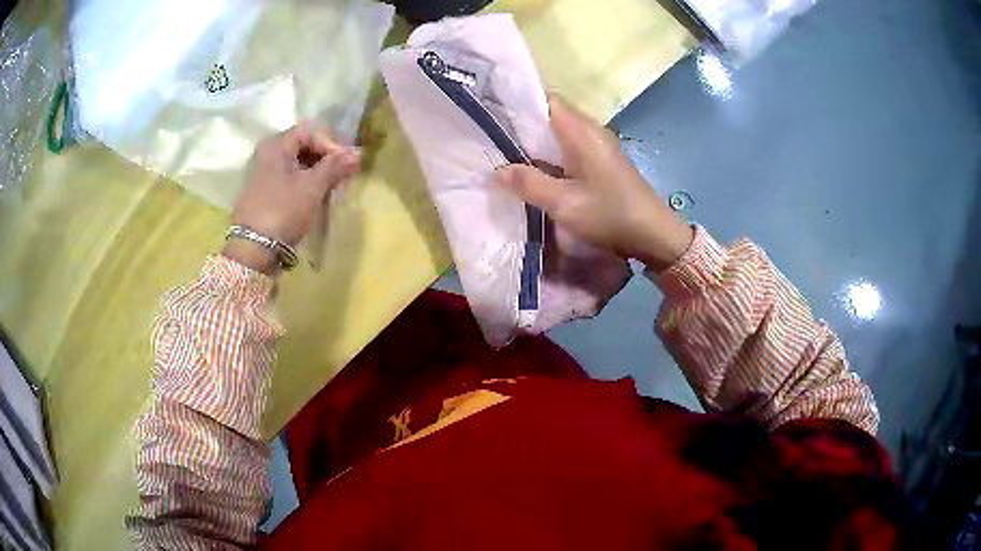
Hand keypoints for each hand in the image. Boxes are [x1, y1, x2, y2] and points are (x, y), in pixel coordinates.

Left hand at [223, 123, 360, 273]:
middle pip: (303, 145)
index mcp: (276, 145)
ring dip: (316, 171)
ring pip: (296, 163)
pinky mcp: (262, 192)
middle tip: (342, 174)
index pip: (310, 131)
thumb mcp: (312, 187)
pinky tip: (314, 197)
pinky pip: (288, 178)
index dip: (331, 144)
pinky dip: (304, 183)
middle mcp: (267, 153)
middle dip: (325, 158)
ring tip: (331, 187)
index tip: (346, 163)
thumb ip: (335, 166)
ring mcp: (262, 174)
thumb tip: (359, 153)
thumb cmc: (283, 211)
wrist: (253, 249)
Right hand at [496, 95, 692, 271]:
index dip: (518, 103)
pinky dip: (548, 156)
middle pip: (550, 116)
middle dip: (521, 126)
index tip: (491, 114)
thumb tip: (497, 171)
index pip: (546, 100)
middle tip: (489, 138)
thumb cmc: (609, 214)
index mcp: (582, 131)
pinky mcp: (600, 163)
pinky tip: (532, 171)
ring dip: (534, 143)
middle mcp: (590, 131)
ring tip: (502, 153)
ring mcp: (597, 147)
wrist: (653, 235)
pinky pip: (568, 149)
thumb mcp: (564, 203)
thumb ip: (529, 184)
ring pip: (558, 134)